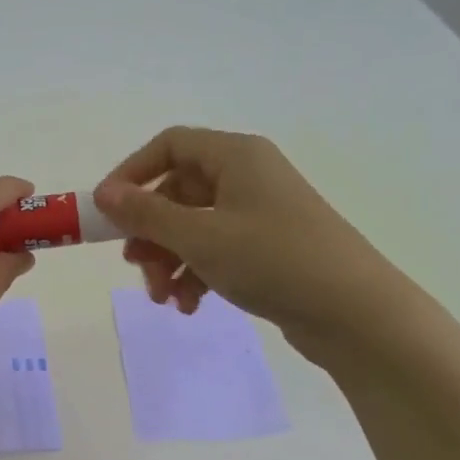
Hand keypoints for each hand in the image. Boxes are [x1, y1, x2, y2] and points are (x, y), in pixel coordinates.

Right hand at [94, 126, 390, 353]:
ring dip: (169, 260)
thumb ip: (146, 214)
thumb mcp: (200, 237)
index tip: (107, 211)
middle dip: (150, 232)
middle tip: (136, 267)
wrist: (355, 312)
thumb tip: (103, 193)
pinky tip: (190, 306)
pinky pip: (216, 250)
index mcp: (235, 156)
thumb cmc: (273, 260)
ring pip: (193, 226)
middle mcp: (247, 176)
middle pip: (178, 191)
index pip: (169, 146)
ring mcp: (260, 213)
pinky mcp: (268, 247)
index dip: (132, 174)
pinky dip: (196, 274)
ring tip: (164, 298)